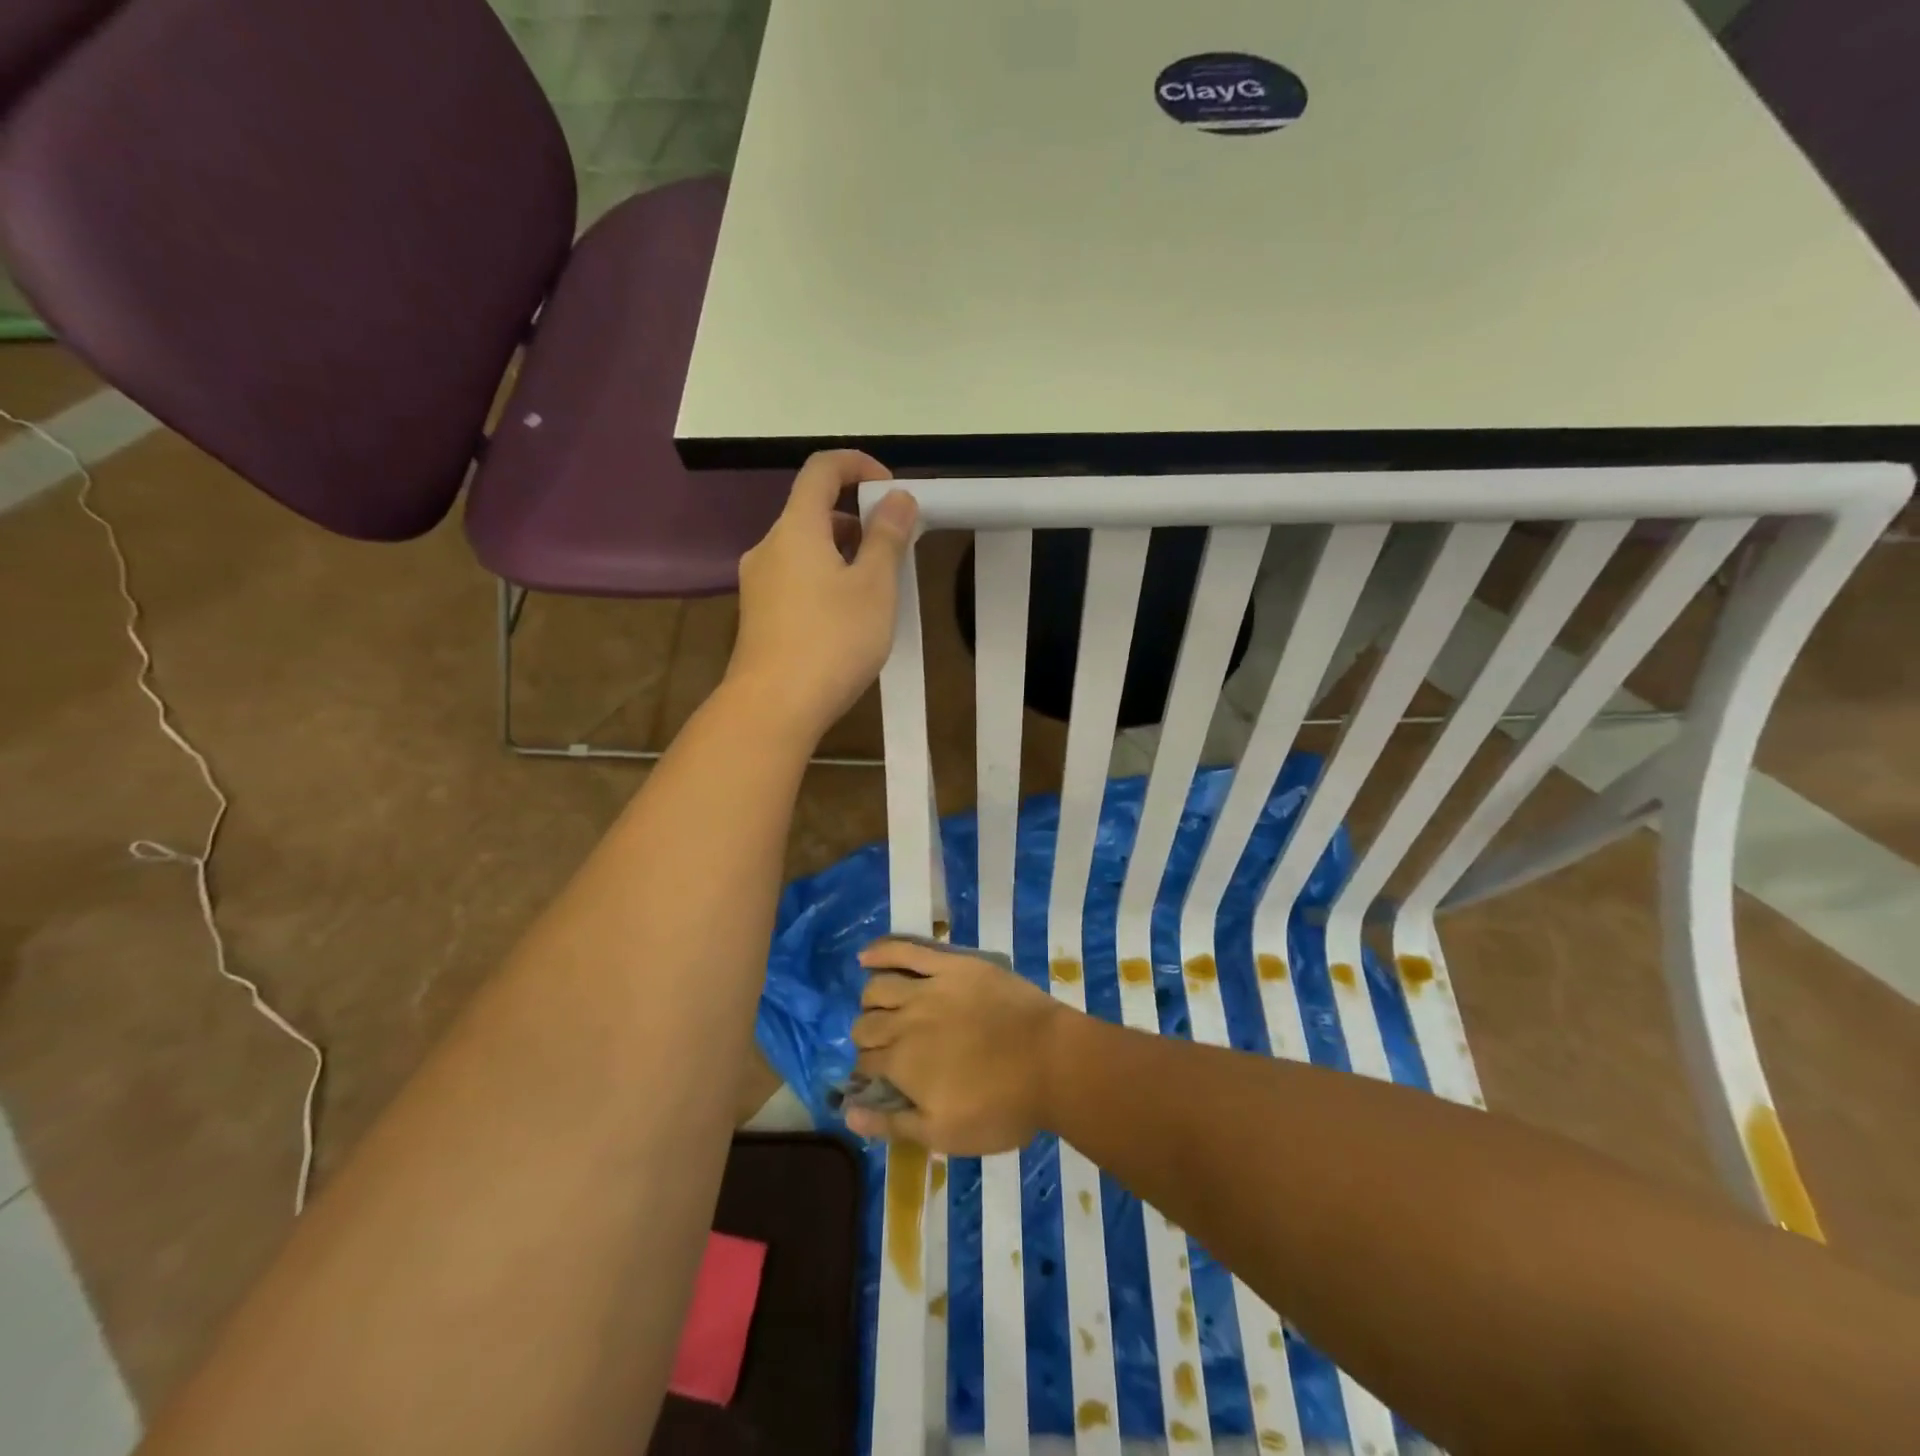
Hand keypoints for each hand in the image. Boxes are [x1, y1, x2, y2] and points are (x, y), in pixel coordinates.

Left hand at [727, 451, 917, 741]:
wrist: (774, 707)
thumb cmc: (832, 640)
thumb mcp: (875, 587)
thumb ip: (888, 537)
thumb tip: (898, 498)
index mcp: (796, 528)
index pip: (821, 469)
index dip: (858, 465)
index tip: (891, 490)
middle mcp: (769, 547)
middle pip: (812, 511)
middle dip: (857, 519)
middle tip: (893, 550)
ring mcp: (758, 583)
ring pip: (805, 549)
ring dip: (842, 553)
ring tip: (876, 590)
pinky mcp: (758, 615)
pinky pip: (795, 578)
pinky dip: (824, 579)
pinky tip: (846, 618)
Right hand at [845, 938, 1068, 1155]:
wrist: (1052, 1061)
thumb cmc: (1003, 1106)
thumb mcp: (945, 1133)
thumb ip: (893, 1124)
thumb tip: (847, 1112)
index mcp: (902, 1064)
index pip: (866, 1063)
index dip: (868, 1072)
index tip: (879, 1078)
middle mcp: (906, 1021)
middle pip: (866, 1024)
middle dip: (867, 1038)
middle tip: (884, 1047)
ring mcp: (929, 988)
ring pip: (879, 988)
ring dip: (871, 1001)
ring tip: (880, 1007)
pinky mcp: (952, 965)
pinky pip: (908, 950)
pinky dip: (882, 950)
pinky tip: (867, 956)